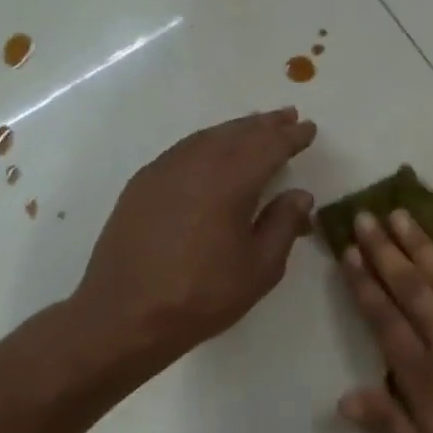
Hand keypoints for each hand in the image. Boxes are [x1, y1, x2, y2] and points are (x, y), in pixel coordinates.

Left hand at [59, 107, 317, 390]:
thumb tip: (300, 194)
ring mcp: (163, 172)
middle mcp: (195, 166)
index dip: (291, 137)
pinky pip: (182, 150)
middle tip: (287, 116)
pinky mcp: (142, 185)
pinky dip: (206, 142)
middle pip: (236, 134)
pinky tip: (213, 151)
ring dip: (235, 129)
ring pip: (206, 138)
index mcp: (229, 183)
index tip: (309, 128)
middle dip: (264, 124)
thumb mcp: (260, 268)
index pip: (268, 147)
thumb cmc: (202, 296)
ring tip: (255, 127)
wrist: (124, 316)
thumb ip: (283, 224)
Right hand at [337, 209, 432, 432]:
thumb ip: (388, 424)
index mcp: (424, 376)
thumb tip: (342, 398)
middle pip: (411, 288)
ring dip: (423, 245)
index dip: (364, 285)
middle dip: (385, 251)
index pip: (384, 320)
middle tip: (366, 216)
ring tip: (402, 215)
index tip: (348, 252)